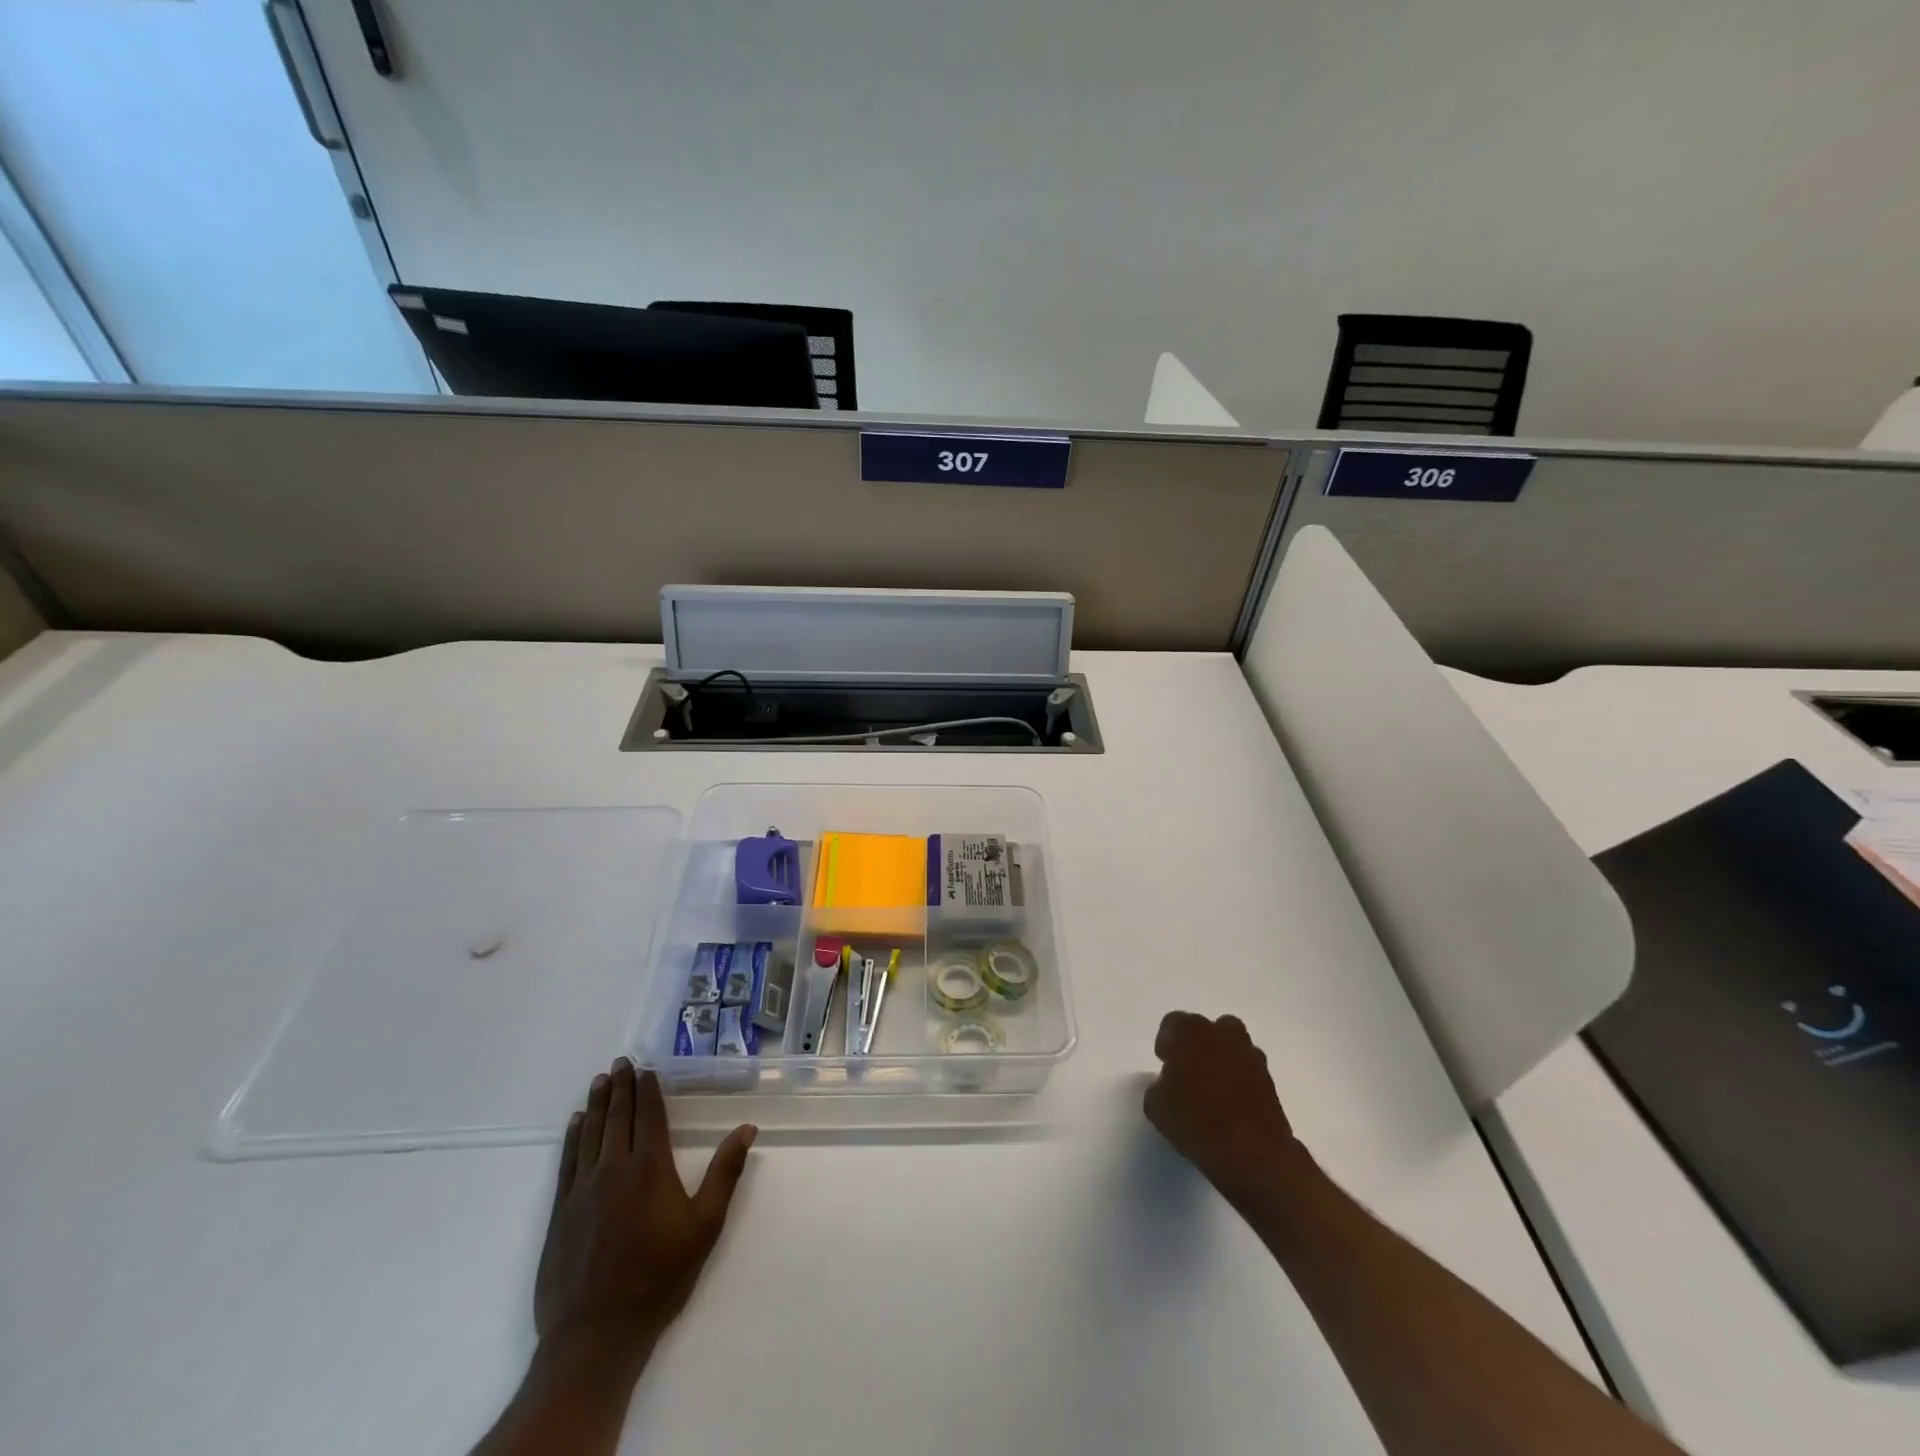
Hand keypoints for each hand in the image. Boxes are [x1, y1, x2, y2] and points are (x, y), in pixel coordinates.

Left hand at [534, 1058, 756, 1369]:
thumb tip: (747, 1128)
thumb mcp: (705, 1226)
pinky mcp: (560, 1213)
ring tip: (600, 1081)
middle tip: (620, 1062)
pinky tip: (576, 1123)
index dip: (648, 1090)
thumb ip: (725, 1173)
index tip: (646, 1068)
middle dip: (621, 1087)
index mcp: (650, 1168)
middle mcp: (613, 1169)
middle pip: (617, 1118)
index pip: (648, 1116)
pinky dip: (572, 1137)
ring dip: (597, 1104)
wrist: (596, 1334)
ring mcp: (582, 1190)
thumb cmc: (659, 1277)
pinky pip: (566, 1162)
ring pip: (590, 1134)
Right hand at [1144, 1012, 1301, 1202]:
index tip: (1165, 1065)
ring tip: (1212, 1088)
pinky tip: (1231, 1103)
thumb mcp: (1156, 1107)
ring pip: (1231, 1045)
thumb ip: (1158, 1086)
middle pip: (1206, 1029)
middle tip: (1188, 1073)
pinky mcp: (1269, 1079)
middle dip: (1196, 1045)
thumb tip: (1168, 1084)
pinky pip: (1248, 1069)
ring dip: (1221, 1059)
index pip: (1172, 1023)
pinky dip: (1240, 1079)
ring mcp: (1249, 1054)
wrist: (1251, 1153)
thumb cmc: (1195, 1122)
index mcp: (1189, 1031)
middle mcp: (1221, 1033)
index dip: (1167, 1044)